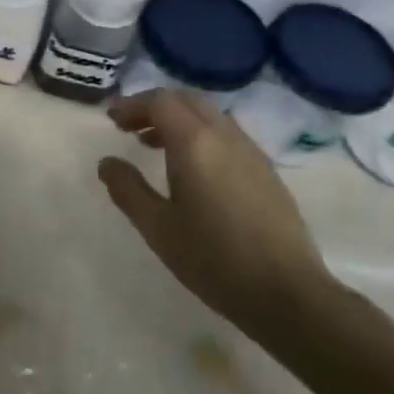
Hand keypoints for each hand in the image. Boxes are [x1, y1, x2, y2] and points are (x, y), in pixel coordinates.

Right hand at [98, 89, 332, 336]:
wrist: (287, 293)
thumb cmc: (213, 259)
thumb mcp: (158, 228)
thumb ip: (128, 190)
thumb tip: (107, 163)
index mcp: (195, 143)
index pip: (160, 101)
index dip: (133, 104)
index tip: (112, 120)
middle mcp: (225, 136)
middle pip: (187, 100)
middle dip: (155, 106)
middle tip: (130, 128)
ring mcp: (251, 152)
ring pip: (210, 116)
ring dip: (180, 119)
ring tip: (156, 146)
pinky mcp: (267, 171)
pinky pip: (227, 135)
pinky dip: (202, 135)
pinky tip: (193, 170)